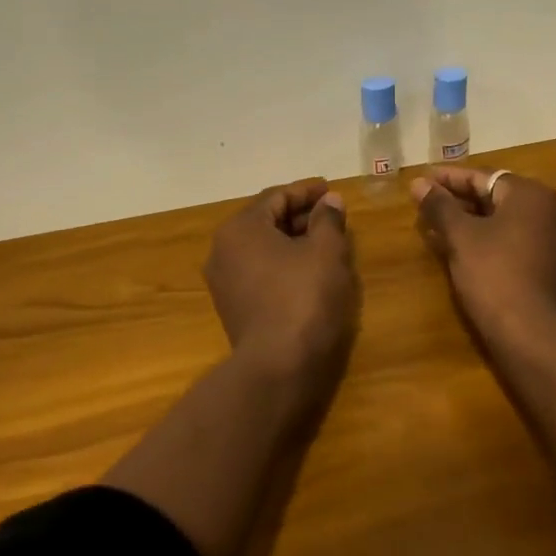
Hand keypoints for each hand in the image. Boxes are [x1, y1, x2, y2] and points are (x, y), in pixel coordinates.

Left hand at [204, 178, 359, 373]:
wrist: (278, 366)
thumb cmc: (304, 297)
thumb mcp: (327, 251)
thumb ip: (329, 219)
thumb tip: (330, 201)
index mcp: (240, 228)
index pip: (277, 196)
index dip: (307, 191)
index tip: (332, 189)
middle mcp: (223, 250)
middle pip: (266, 220)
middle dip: (301, 215)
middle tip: (333, 216)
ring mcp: (224, 282)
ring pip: (263, 248)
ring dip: (294, 240)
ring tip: (326, 242)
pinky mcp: (234, 308)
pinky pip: (260, 271)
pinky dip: (284, 263)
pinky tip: (310, 270)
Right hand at [411, 167, 555, 343]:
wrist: (530, 334)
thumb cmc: (493, 274)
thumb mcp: (460, 236)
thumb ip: (439, 205)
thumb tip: (418, 183)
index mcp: (532, 194)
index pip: (483, 177)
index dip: (448, 179)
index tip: (422, 181)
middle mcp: (552, 209)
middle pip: (496, 197)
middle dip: (459, 201)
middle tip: (426, 205)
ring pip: (505, 220)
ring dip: (471, 222)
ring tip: (436, 227)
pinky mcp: (554, 265)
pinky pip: (516, 240)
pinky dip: (490, 240)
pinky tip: (461, 249)